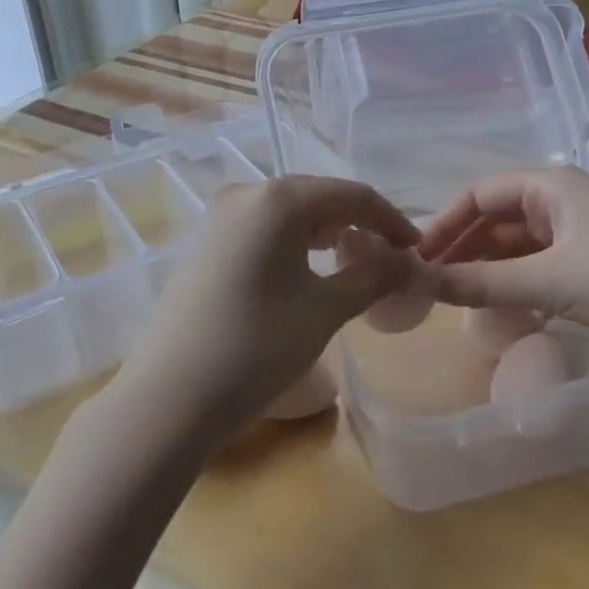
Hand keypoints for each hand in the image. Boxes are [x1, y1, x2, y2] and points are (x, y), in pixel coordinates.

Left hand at [107, 175, 418, 451]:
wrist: (173, 394)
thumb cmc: (258, 346)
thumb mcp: (325, 310)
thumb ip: (372, 276)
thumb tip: (407, 260)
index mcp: (278, 199)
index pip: (351, 195)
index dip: (390, 219)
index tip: (416, 249)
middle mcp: (245, 193)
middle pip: (318, 197)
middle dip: (358, 223)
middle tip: (387, 256)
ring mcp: (219, 217)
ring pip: (289, 212)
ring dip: (326, 231)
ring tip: (352, 260)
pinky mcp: (207, 242)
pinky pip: (263, 228)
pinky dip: (294, 241)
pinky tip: (307, 267)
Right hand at [414, 166, 588, 362]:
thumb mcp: (549, 280)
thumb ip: (482, 283)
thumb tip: (420, 282)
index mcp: (549, 185)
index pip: (479, 193)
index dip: (444, 223)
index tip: (418, 258)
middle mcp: (563, 199)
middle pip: (497, 217)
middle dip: (464, 247)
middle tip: (431, 282)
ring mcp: (583, 231)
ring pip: (519, 243)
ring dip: (489, 266)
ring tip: (457, 297)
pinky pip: (542, 264)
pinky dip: (517, 281)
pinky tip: (502, 305)